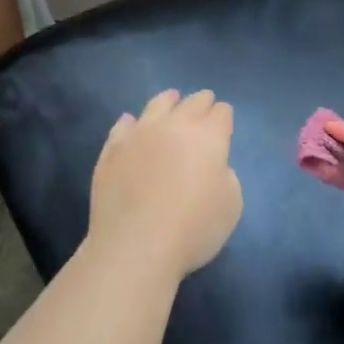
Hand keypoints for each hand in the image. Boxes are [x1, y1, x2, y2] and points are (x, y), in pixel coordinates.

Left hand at [87, 89, 242, 279]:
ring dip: (168, 100)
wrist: (136, 245)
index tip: (224, 119)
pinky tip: (130, 123)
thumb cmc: (193, 228)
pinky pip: (123, 127)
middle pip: (191, 103)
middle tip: (204, 102)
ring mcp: (139, 134)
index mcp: (208, 137)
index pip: (221, 113)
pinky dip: (131, 122)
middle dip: (201, 101)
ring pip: (156, 105)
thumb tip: (212, 166)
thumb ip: (226, 176)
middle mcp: (174, 126)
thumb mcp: (231, 206)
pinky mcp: (112, 150)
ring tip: (170, 97)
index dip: (224, 115)